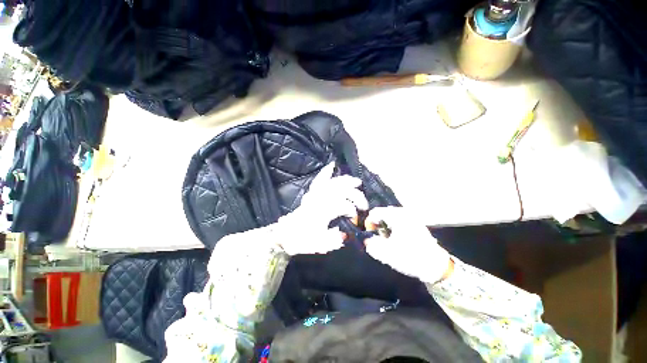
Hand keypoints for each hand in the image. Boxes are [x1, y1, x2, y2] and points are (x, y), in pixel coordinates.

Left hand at [275, 163, 367, 255]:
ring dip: (347, 181)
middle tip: (364, 204)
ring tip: (357, 182)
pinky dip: (326, 172)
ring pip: (333, 182)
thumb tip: (346, 234)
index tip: (356, 221)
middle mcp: (320, 199)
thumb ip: (335, 240)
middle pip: (342, 191)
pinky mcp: (311, 193)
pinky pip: (319, 179)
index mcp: (323, 212)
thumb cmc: (303, 239)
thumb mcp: (319, 245)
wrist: (287, 233)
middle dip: (356, 196)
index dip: (353, 212)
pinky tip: (332, 165)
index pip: (344, 205)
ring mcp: (315, 194)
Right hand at [364, 207, 452, 283]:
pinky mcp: (415, 223)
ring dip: (385, 229)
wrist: (437, 266)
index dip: (369, 224)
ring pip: (390, 219)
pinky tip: (397, 241)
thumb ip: (371, 244)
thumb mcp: (387, 253)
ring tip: (388, 242)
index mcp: (397, 216)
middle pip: (382, 215)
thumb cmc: (411, 257)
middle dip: (377, 227)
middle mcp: (404, 212)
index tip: (370, 236)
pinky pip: (398, 222)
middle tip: (379, 240)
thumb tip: (365, 240)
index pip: (375, 213)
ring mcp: (411, 217)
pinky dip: (393, 230)